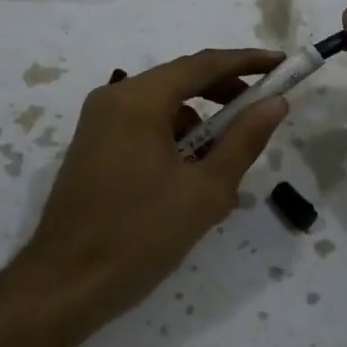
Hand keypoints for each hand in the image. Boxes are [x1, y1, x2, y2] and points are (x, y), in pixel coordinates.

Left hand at [15, 49, 288, 329]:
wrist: (64, 285)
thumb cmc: (140, 236)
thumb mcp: (205, 191)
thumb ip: (244, 141)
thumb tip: (275, 103)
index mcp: (138, 100)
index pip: (203, 65)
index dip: (247, 62)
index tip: (282, 65)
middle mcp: (114, 99)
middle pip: (180, 80)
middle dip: (225, 93)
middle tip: (263, 111)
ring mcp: (99, 123)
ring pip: (162, 107)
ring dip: (200, 124)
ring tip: (229, 163)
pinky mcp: (93, 147)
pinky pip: (143, 128)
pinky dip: (174, 141)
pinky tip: (194, 179)